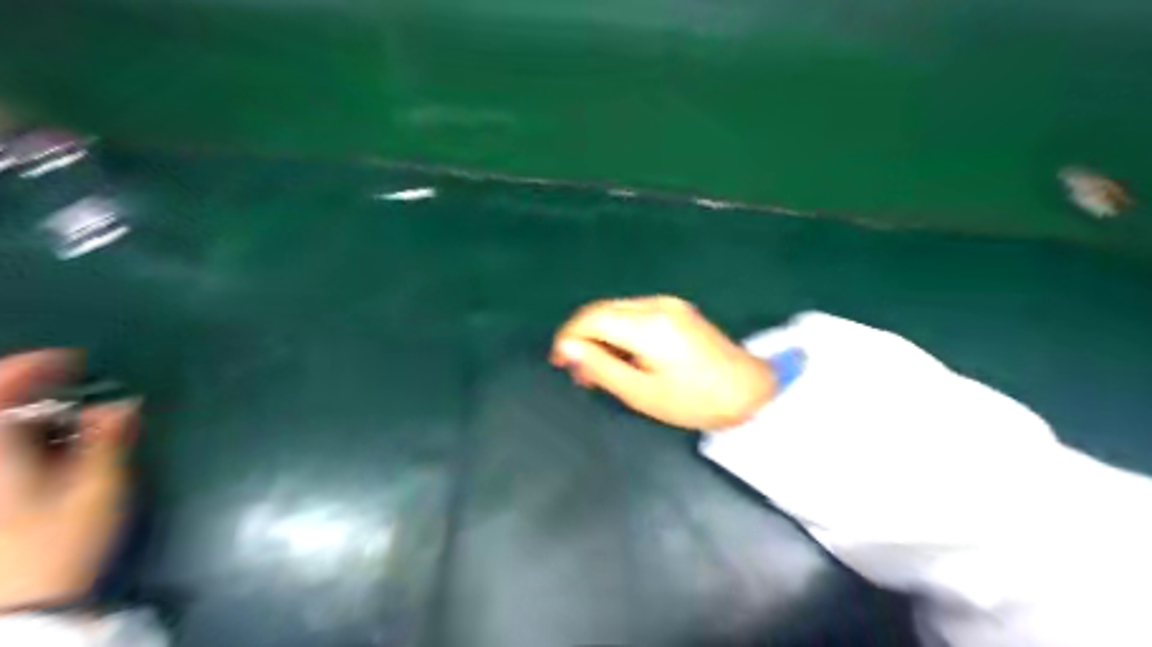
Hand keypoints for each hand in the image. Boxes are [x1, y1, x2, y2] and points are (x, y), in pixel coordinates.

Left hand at [0, 353, 137, 611]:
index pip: (0, 392)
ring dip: (22, 417)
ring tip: (65, 418)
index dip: (32, 368)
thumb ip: (108, 442)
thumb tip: (122, 404)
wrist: (15, 610)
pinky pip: (1, 454)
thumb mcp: (97, 491)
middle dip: (24, 389)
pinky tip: (43, 450)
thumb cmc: (56, 546)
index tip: (76, 361)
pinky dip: (18, 441)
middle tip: (68, 384)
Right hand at [547, 295, 771, 428]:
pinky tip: (622, 356)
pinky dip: (620, 332)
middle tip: (578, 373)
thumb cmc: (694, 400)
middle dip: (583, 336)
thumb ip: (600, 367)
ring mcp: (669, 303)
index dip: (568, 336)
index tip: (558, 362)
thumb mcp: (641, 392)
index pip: (591, 318)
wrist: (749, 391)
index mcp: (648, 325)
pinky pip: (635, 314)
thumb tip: (567, 348)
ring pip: (617, 310)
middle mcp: (656, 304)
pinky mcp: (677, 309)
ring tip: (599, 370)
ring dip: (600, 334)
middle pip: (602, 310)